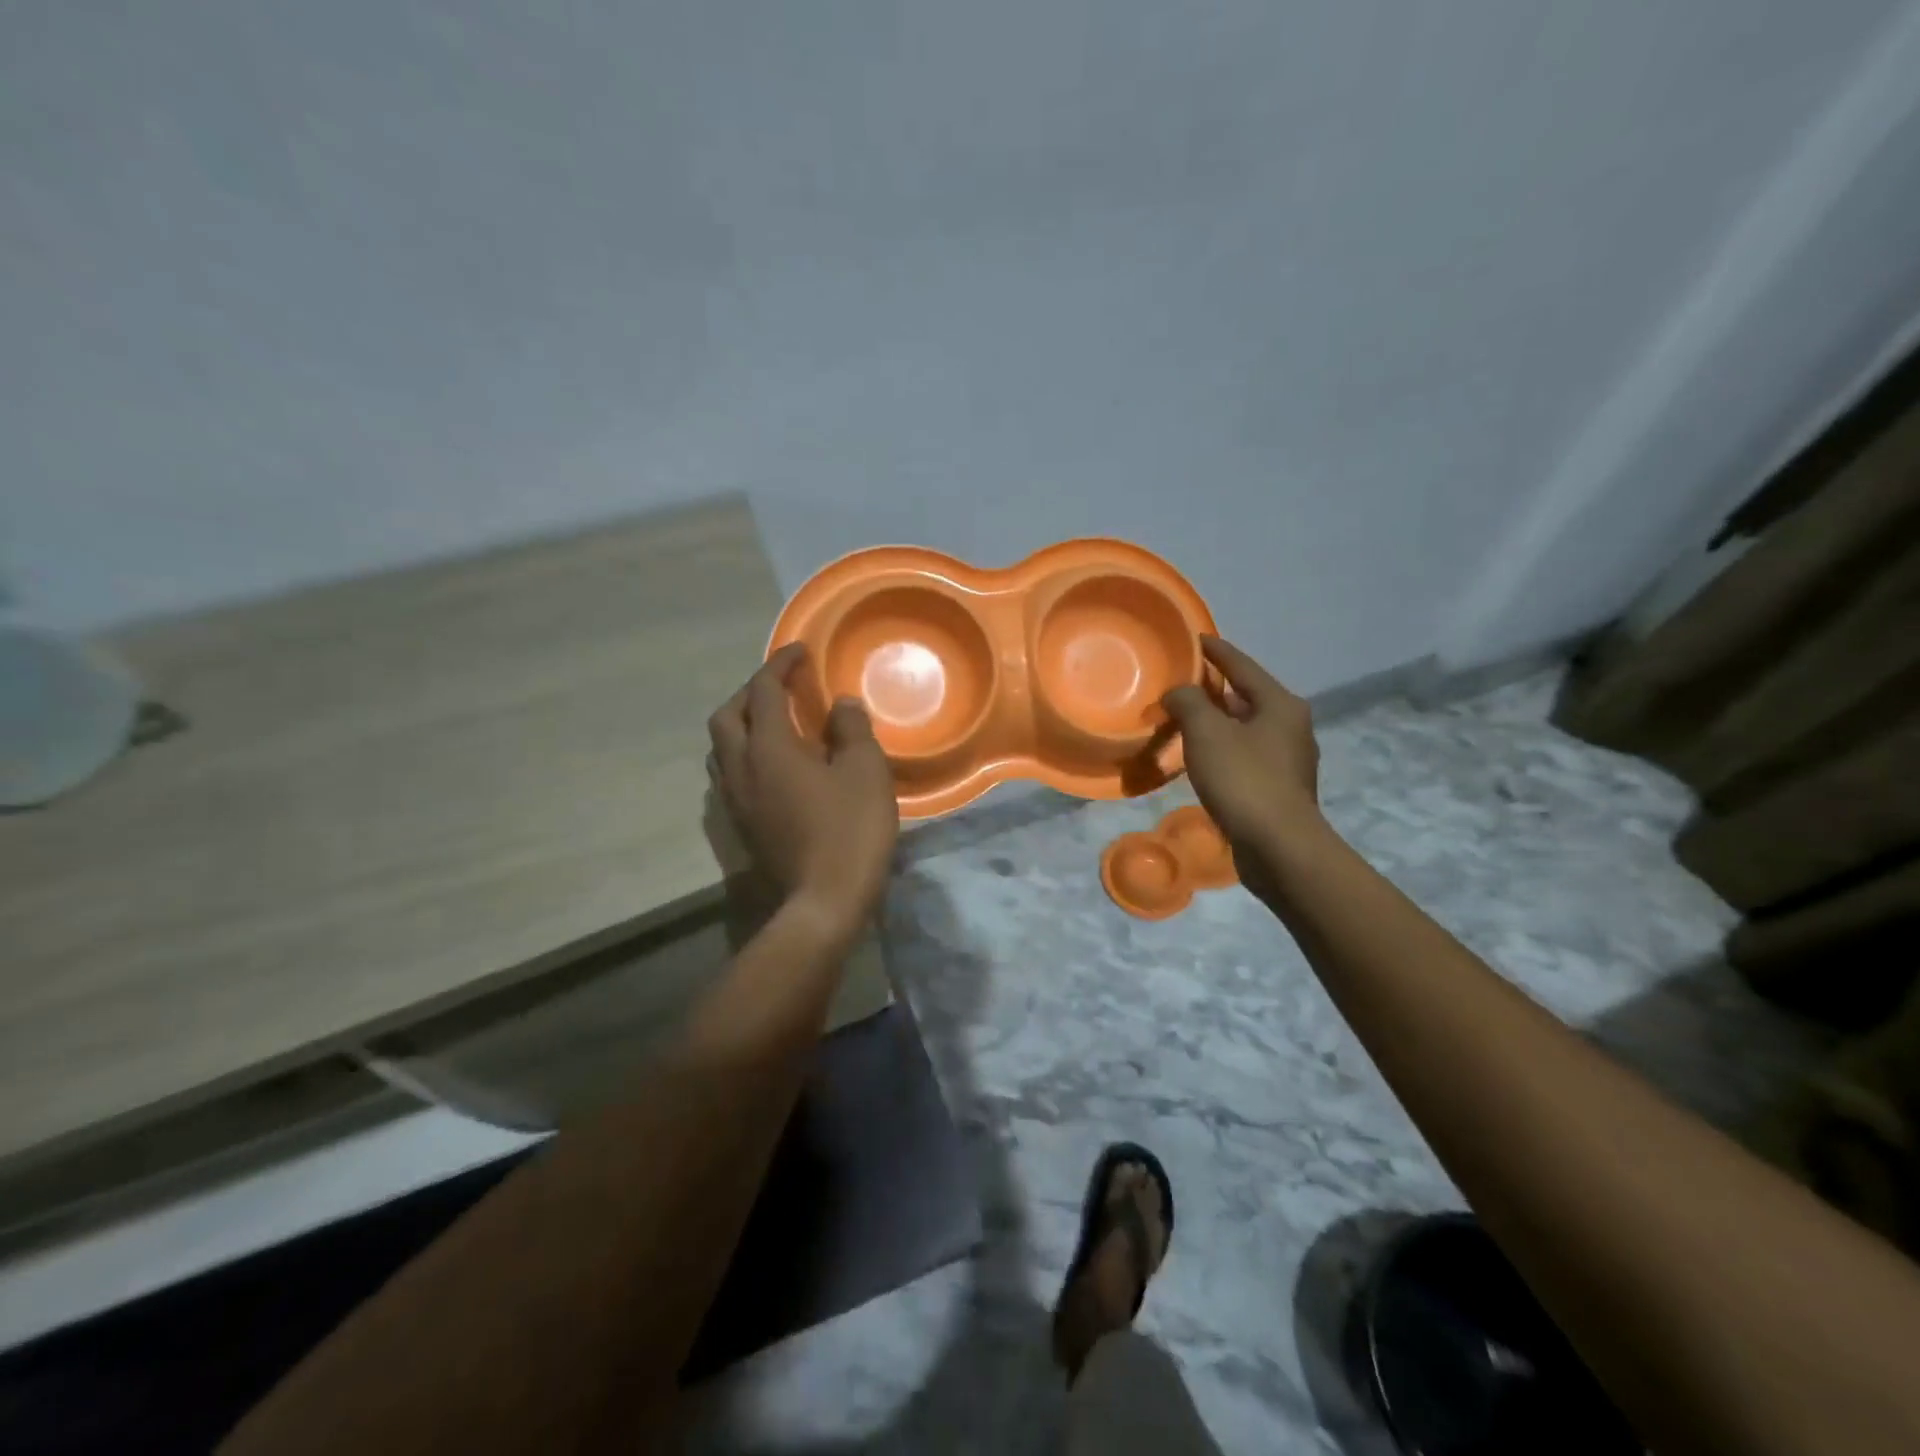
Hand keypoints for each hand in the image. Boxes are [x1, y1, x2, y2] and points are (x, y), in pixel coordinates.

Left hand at [708, 644, 899, 939]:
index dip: (781, 664)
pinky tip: (775, 766)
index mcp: (769, 748)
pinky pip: (731, 774)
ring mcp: (736, 801)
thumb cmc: (850, 829)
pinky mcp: (742, 825)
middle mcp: (741, 768)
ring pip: (722, 747)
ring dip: (742, 724)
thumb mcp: (866, 771)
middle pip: (727, 716)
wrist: (824, 902)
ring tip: (774, 723)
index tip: (801, 651)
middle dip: (751, 691)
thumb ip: (852, 729)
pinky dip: (746, 754)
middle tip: (782, 686)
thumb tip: (840, 704)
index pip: (764, 690)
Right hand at [1162, 636, 1322, 860]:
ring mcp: (1288, 759)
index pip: (1242, 665)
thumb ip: (1189, 702)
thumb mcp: (1207, 732)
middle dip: (1214, 689)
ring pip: (1245, 728)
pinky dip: (1222, 749)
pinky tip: (1202, 757)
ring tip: (1185, 719)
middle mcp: (1291, 726)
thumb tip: (1179, 693)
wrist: (1278, 846)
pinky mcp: (1279, 787)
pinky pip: (1245, 755)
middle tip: (1182, 682)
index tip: (1196, 638)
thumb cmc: (1244, 779)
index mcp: (1281, 704)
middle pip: (1246, 696)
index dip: (1216, 651)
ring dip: (1217, 722)